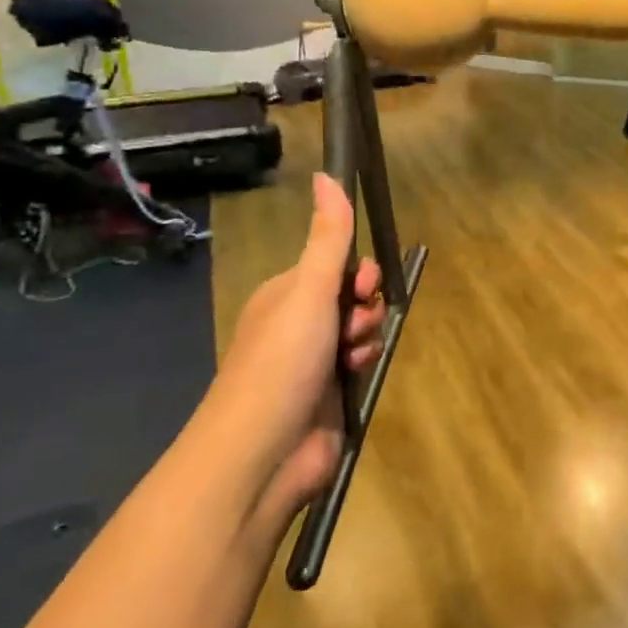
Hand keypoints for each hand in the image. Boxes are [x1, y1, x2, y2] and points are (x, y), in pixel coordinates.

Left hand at [206, 174, 385, 521]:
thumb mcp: (309, 289)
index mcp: (286, 293)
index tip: (366, 281)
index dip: (358, 270)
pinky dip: (363, 364)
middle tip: (357, 321)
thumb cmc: (282, 360)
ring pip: (360, 330)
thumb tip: (325, 174)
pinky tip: (356, 373)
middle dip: (364, 305)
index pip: (335, 264)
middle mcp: (298, 323)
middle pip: (352, 296)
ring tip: (354, 354)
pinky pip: (360, 362)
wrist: (262, 452)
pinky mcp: (329, 394)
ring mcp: (313, 361)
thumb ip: (328, 236)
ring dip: (366, 336)